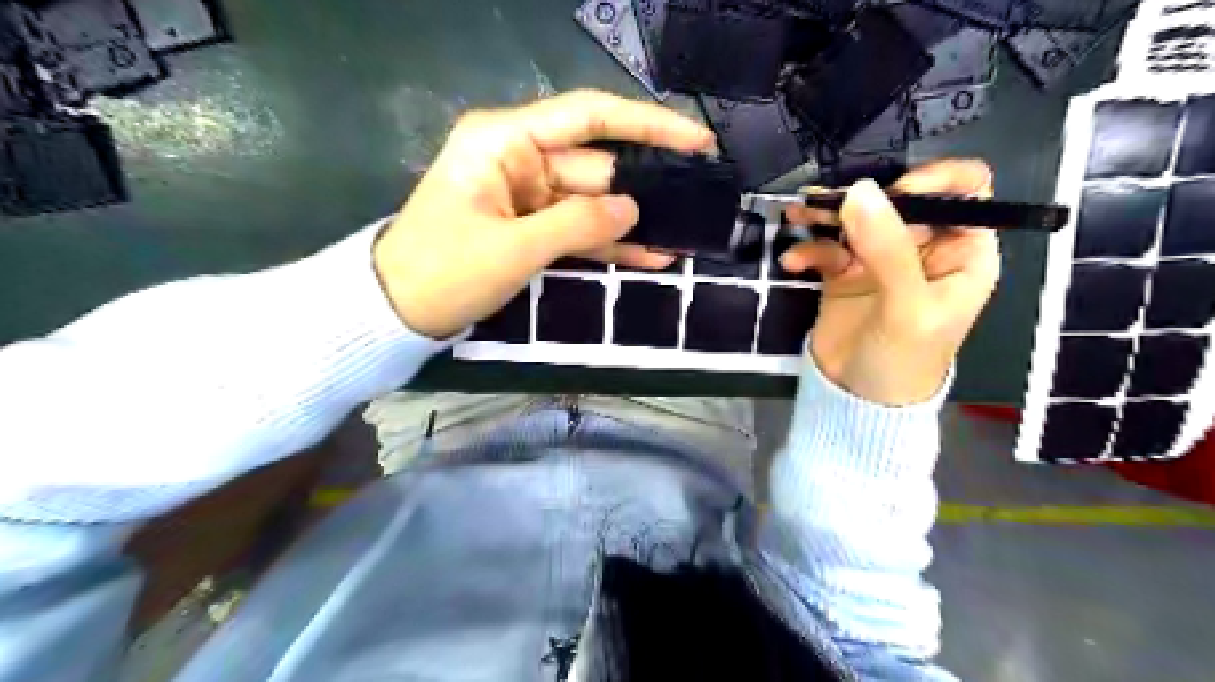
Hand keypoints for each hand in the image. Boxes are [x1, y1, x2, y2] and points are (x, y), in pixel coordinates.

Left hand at [369, 89, 714, 337]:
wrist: (397, 312)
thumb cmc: (444, 272)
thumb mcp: (514, 248)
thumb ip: (578, 224)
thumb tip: (633, 208)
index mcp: (506, 141)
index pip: (589, 117)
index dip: (647, 125)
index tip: (695, 140)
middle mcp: (519, 158)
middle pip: (596, 165)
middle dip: (644, 186)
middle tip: (698, 204)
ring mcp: (526, 195)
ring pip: (592, 201)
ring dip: (632, 222)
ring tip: (683, 236)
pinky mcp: (529, 226)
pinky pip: (577, 229)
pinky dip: (608, 244)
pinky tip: (650, 256)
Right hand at [784, 161, 1000, 405]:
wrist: (859, 402)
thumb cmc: (904, 359)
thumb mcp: (907, 306)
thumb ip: (887, 248)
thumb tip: (858, 190)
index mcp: (961, 252)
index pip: (964, 192)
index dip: (934, 180)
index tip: (893, 192)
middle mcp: (923, 248)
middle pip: (898, 200)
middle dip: (861, 199)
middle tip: (826, 204)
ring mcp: (880, 259)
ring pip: (857, 219)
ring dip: (825, 215)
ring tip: (797, 215)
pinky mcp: (844, 273)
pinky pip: (827, 248)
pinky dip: (808, 250)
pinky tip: (793, 263)